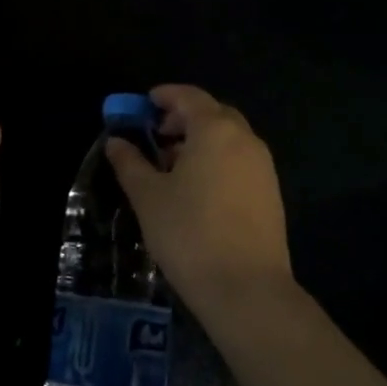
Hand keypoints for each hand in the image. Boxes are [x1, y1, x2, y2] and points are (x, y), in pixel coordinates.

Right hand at [106, 84, 291, 307]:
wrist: (246, 289)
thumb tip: (116, 141)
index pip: (189, 96)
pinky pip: (239, 161)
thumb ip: (130, 162)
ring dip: (200, 140)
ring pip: (229, 139)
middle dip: (183, 118)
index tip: (144, 104)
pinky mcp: (270, 194)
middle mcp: (245, 140)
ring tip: (171, 166)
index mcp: (215, 130)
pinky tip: (196, 189)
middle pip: (213, 114)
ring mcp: (263, 167)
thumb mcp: (148, 196)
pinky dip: (217, 160)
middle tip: (156, 134)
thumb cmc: (189, 233)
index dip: (164, 96)